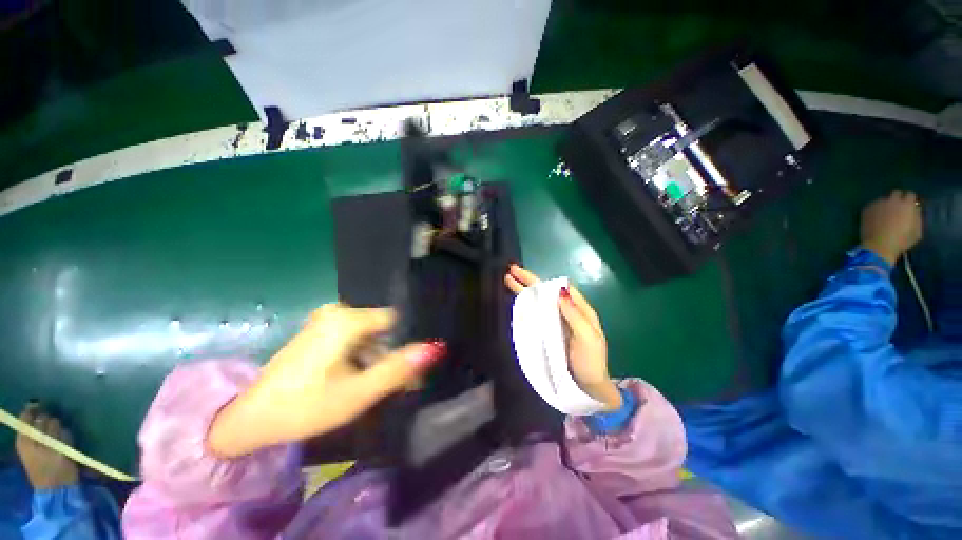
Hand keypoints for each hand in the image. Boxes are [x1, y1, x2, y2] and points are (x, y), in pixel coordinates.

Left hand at [208, 305, 445, 457]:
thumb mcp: (358, 393)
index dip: (408, 343)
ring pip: (370, 335)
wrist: (249, 419)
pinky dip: (364, 356)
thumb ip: (398, 369)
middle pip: (383, 329)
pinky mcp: (320, 331)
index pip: (396, 320)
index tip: (413, 368)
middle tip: (400, 383)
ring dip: (379, 357)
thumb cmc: (305, 407)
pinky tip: (362, 377)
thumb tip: (436, 347)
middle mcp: (338, 311)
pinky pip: (355, 338)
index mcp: (347, 319)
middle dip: (393, 354)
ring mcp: (327, 320)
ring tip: (380, 385)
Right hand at [505, 264, 621, 410]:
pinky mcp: (547, 332)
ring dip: (525, 290)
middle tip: (511, 270)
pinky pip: (536, 314)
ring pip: (539, 301)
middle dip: (529, 280)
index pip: (560, 288)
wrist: (586, 386)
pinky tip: (517, 300)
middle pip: (546, 292)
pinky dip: (526, 305)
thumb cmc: (591, 361)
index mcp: (578, 309)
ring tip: (509, 280)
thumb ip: (575, 315)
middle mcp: (565, 312)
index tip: (526, 274)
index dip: (543, 280)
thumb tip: (560, 291)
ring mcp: (555, 322)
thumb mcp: (588, 337)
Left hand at [860, 190, 922, 264]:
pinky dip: (876, 209)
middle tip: (898, 208)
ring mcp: (879, 204)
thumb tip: (915, 210)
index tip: (910, 206)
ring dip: (886, 204)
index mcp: (907, 204)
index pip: (910, 195)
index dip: (910, 200)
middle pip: (896, 193)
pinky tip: (877, 217)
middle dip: (898, 199)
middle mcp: (893, 200)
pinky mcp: (867, 209)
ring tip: (886, 214)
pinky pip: (873, 205)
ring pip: (884, 199)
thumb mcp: (917, 231)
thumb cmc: (901, 240)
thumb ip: (917, 217)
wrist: (879, 246)